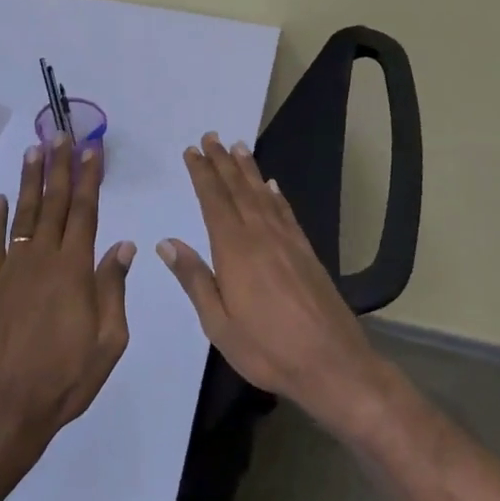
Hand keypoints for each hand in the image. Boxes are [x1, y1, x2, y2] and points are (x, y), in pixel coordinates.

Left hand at [0, 136, 134, 452]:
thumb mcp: (108, 340)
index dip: (89, 178)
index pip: (85, 212)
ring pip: (22, 214)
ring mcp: (10, 269)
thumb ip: (113, 288)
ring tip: (34, 150)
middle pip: (54, 203)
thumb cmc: (65, 378)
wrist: (3, 408)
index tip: (92, 149)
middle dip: (60, 166)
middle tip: (62, 134)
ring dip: (29, 181)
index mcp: (75, 269)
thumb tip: (123, 245)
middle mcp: (42, 258)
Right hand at [158, 132, 389, 434]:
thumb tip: (166, 242)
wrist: (333, 363)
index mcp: (235, 251)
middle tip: (210, 136)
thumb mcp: (219, 324)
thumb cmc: (268, 349)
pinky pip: (287, 213)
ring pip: (263, 195)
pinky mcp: (307, 252)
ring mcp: (288, 242)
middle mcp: (261, 236)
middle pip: (238, 189)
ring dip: (248, 170)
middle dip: (222, 162)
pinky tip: (272, 185)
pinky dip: (276, 195)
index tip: (192, 151)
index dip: (202, 174)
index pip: (214, 201)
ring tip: (237, 147)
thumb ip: (195, 279)